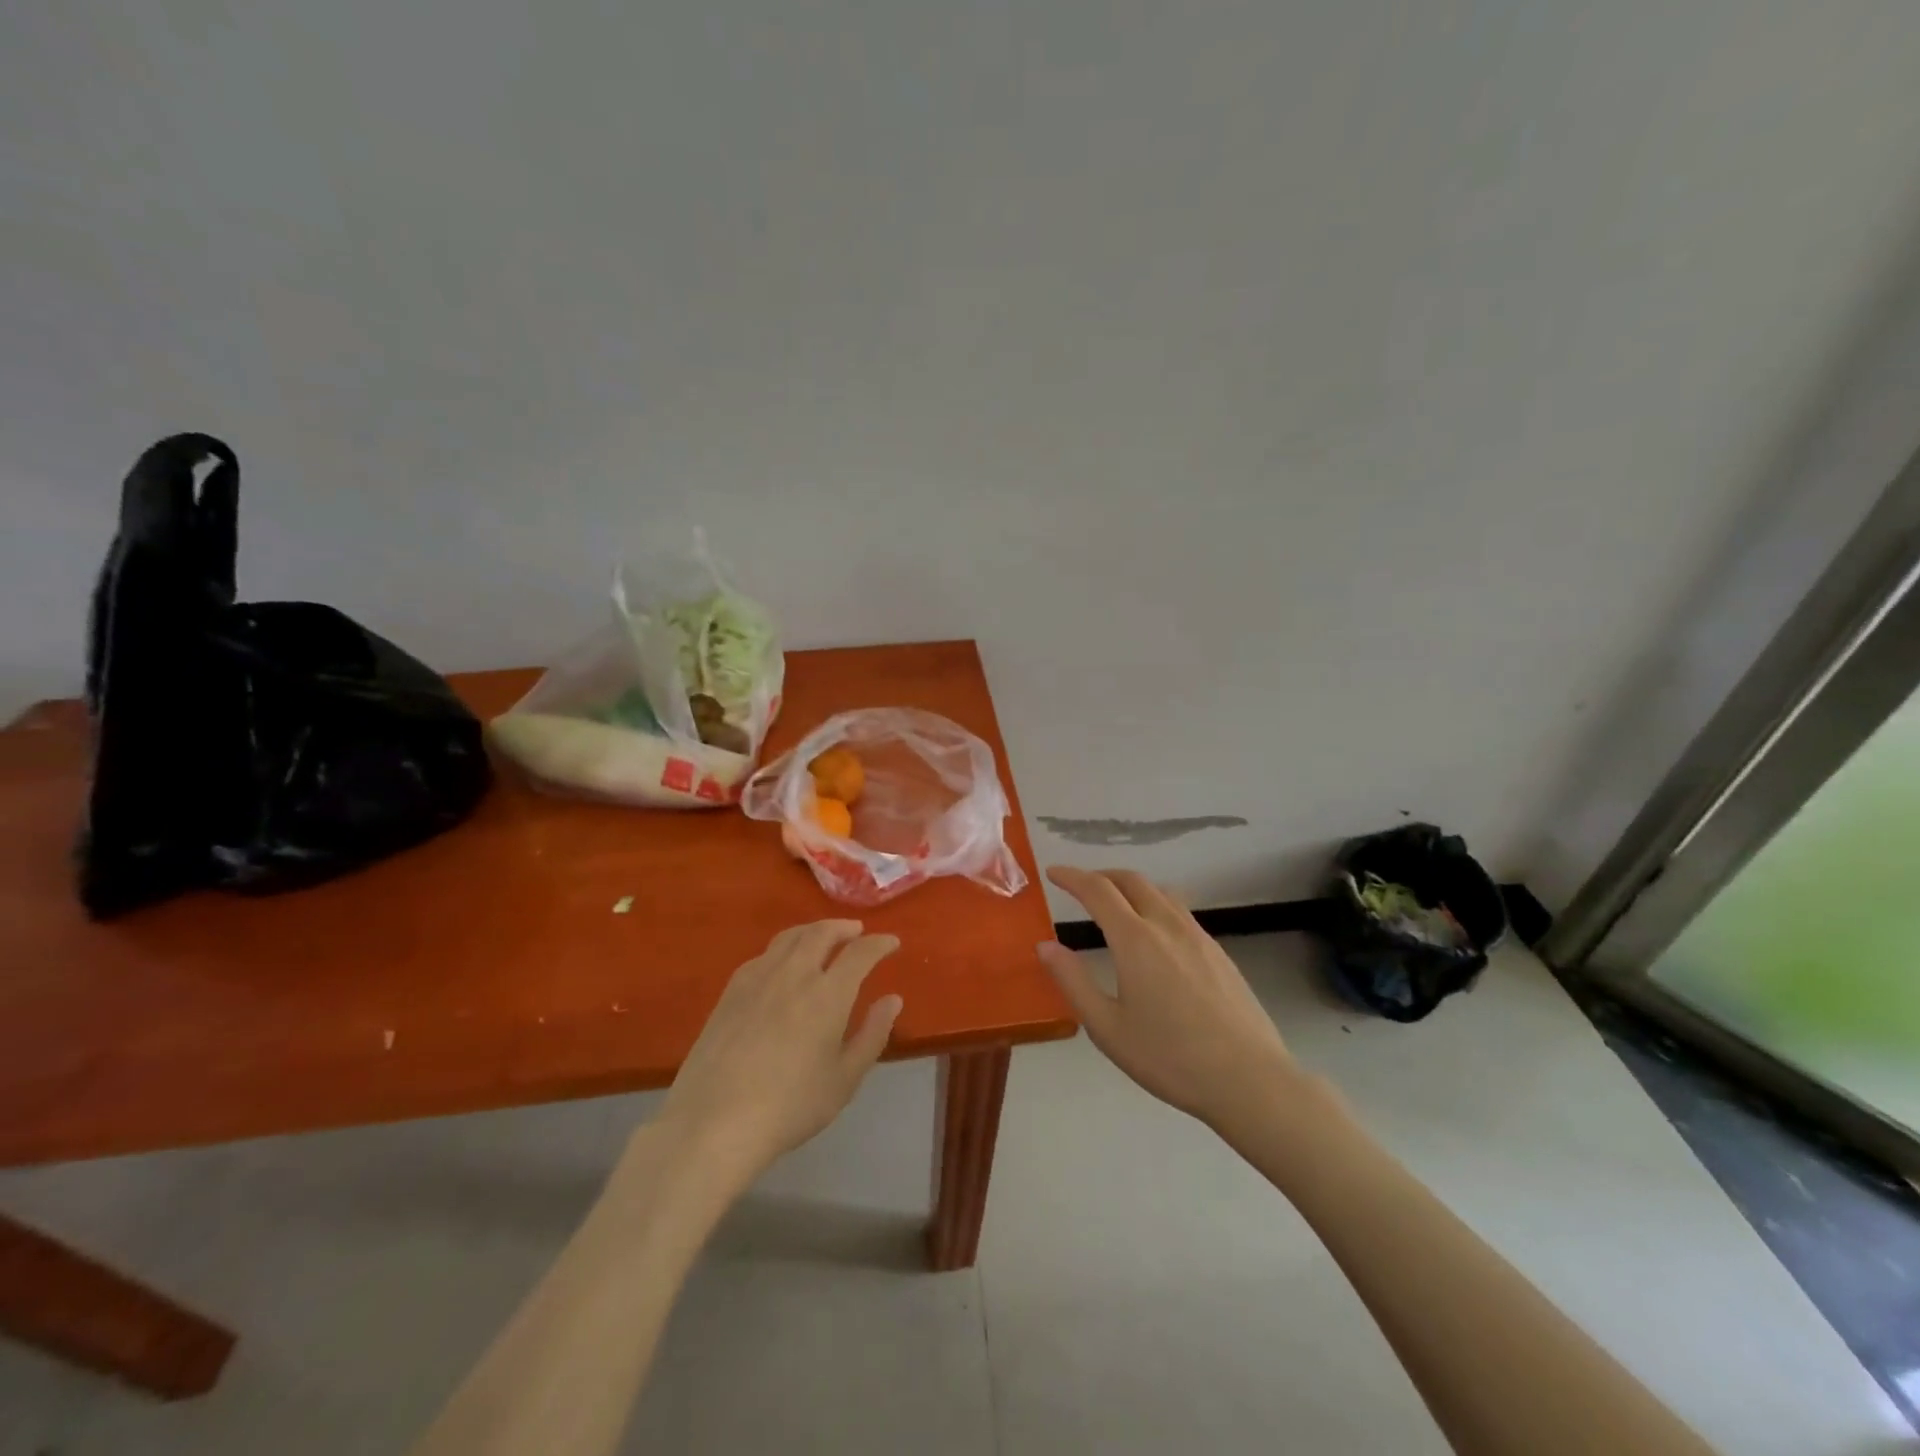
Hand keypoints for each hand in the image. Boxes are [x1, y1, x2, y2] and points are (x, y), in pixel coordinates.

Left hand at [658, 921, 902, 1182]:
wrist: (714, 1122)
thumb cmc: (790, 1106)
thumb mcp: (845, 1079)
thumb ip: (872, 1034)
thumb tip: (893, 999)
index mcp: (828, 994)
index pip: (861, 953)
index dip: (880, 943)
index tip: (892, 942)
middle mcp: (794, 973)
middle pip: (822, 933)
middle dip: (844, 927)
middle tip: (857, 932)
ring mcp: (758, 978)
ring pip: (790, 937)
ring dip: (813, 930)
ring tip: (823, 938)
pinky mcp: (731, 991)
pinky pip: (764, 955)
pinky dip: (784, 948)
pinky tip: (783, 964)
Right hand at [1038, 866, 1299, 1134]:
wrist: (1249, 1079)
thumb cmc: (1170, 1057)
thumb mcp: (1107, 1027)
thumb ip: (1073, 981)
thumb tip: (1045, 946)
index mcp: (1135, 939)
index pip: (1098, 890)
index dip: (1072, 876)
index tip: (1053, 872)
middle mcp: (1167, 925)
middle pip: (1132, 880)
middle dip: (1101, 875)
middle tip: (1081, 886)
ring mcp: (1198, 936)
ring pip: (1160, 892)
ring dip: (1131, 888)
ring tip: (1115, 906)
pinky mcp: (1219, 952)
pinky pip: (1180, 912)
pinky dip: (1155, 906)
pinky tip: (1154, 936)